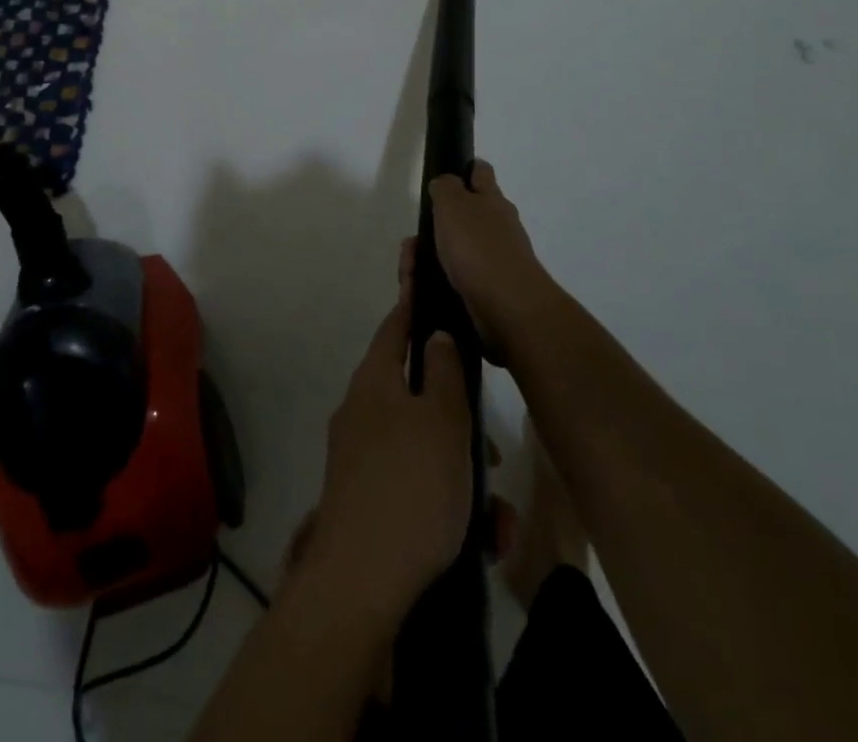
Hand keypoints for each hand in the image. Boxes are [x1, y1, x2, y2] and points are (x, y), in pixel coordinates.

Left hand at [301, 275, 470, 625]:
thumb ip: (444, 372)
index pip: (396, 324)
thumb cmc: (410, 487)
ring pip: (424, 445)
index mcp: (375, 381)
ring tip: (497, 515)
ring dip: (463, 470)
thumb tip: (436, 335)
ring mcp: (360, 457)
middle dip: (460, 416)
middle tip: (493, 447)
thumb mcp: (442, 422)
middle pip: (417, 392)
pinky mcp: (367, 499)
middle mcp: (362, 411)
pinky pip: (416, 486)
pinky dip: (448, 503)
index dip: (414, 300)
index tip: (421, 271)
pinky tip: (481, 541)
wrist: (360, 585)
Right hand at [427, 161, 554, 368]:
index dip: (465, 169)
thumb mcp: (453, 204)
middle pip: (465, 217)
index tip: (445, 177)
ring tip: (410, 273)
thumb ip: (445, 187)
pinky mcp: (489, 291)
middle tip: (412, 242)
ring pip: (456, 252)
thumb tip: (445, 183)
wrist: (508, 307)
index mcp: (492, 201)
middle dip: (435, 228)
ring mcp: (496, 261)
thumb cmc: (478, 248)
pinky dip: (438, 284)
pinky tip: (422, 291)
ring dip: (430, 260)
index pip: (481, 173)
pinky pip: (457, 281)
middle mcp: (499, 228)